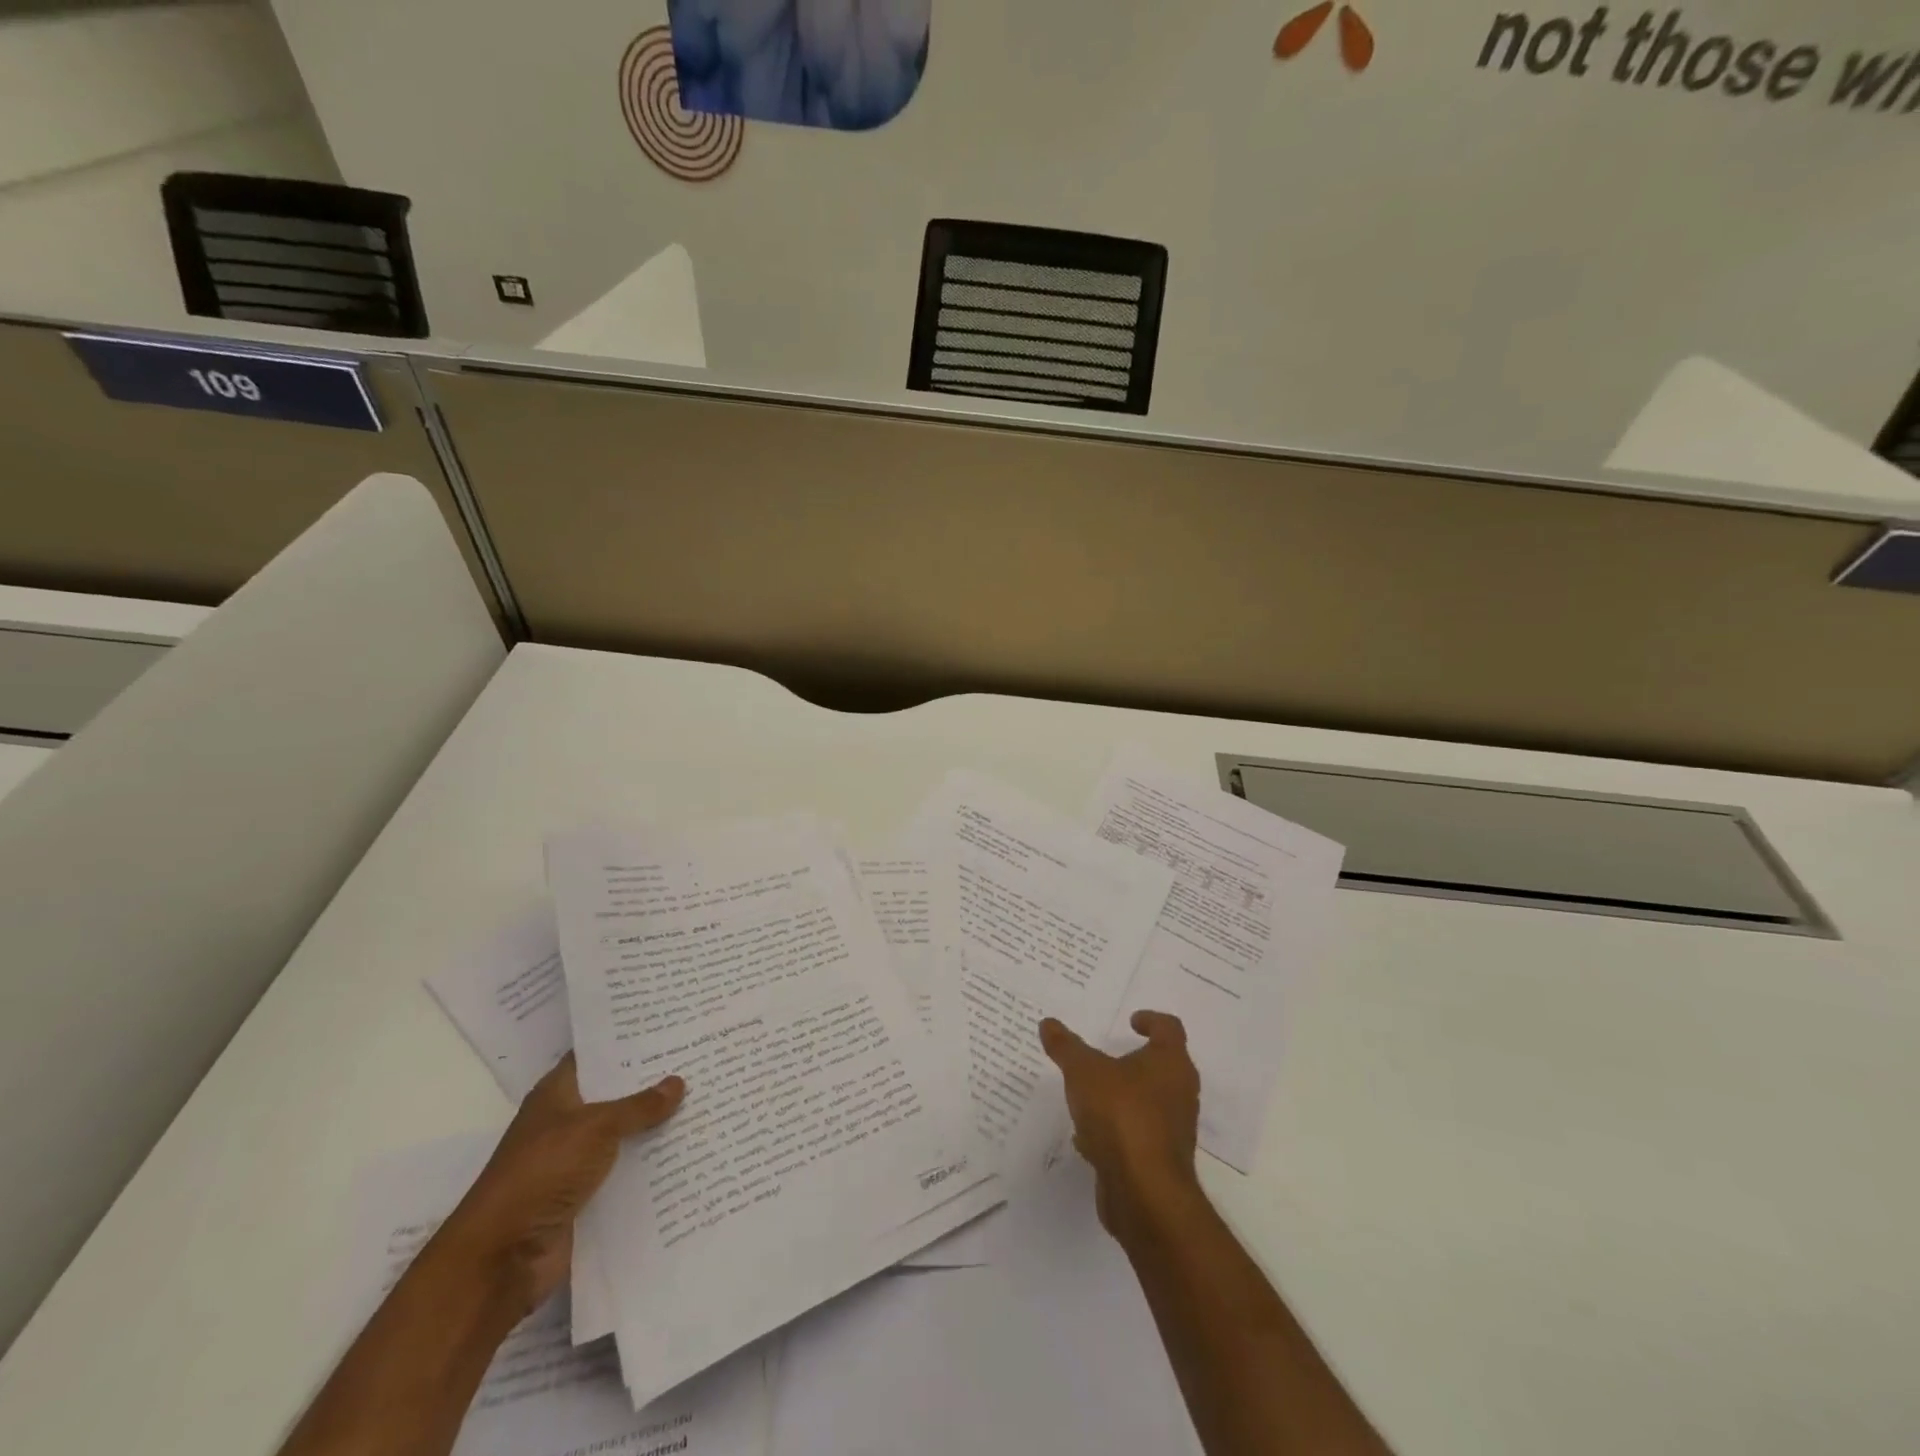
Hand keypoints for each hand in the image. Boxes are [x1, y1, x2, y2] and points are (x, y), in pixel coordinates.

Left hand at [433, 1054, 684, 1317]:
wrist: (502, 1258)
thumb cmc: (542, 1173)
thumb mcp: (595, 1128)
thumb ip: (638, 1106)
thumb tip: (678, 1082)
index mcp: (557, 1095)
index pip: (596, 1055)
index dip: (628, 1042)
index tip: (670, 1027)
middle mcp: (566, 1123)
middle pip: (616, 1095)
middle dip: (653, 1082)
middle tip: (700, 1060)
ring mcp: (575, 1162)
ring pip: (625, 1135)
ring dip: (656, 1126)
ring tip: (705, 1101)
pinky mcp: (586, 1197)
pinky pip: (626, 1172)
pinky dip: (651, 1165)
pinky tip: (688, 1151)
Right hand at [1039, 1011, 1201, 1239]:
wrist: (1144, 1193)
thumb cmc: (1121, 1115)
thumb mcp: (1084, 1072)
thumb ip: (1066, 1047)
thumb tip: (1049, 1023)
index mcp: (1170, 1063)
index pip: (1169, 1028)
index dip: (1151, 1020)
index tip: (1130, 1021)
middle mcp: (1180, 1093)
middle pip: (1161, 1066)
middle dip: (1133, 1061)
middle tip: (1105, 1056)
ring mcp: (1173, 1130)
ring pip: (1147, 1103)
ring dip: (1121, 1097)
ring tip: (1089, 1095)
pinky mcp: (1160, 1161)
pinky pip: (1137, 1135)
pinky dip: (1115, 1131)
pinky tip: (1086, 1137)